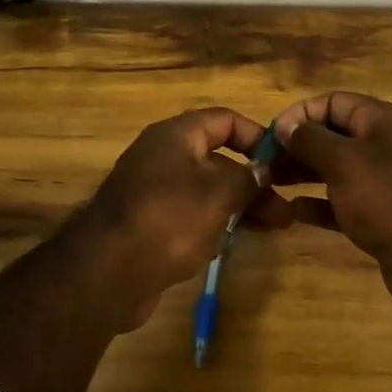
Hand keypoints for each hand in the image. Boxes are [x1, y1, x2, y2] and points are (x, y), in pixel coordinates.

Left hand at [70, 107, 292, 329]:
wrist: (107, 271)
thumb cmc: (168, 219)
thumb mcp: (218, 194)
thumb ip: (247, 178)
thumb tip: (262, 172)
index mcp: (175, 135)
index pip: (224, 120)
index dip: (257, 137)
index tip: (283, 164)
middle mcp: (162, 155)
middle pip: (217, 158)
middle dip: (253, 181)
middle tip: (284, 209)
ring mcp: (152, 190)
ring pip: (206, 189)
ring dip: (239, 205)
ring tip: (273, 227)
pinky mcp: (148, 222)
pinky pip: (189, 214)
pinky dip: (213, 223)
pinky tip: (233, 243)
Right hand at [271, 91, 391, 319]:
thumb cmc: (387, 197)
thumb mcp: (343, 161)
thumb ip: (310, 140)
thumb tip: (286, 126)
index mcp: (380, 121)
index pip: (333, 102)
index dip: (300, 114)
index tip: (271, 135)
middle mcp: (383, 146)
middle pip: (332, 136)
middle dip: (297, 146)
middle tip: (264, 163)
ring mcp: (382, 183)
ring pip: (334, 170)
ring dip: (303, 174)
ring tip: (270, 184)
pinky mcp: (379, 216)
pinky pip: (342, 203)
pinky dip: (319, 205)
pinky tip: (294, 212)